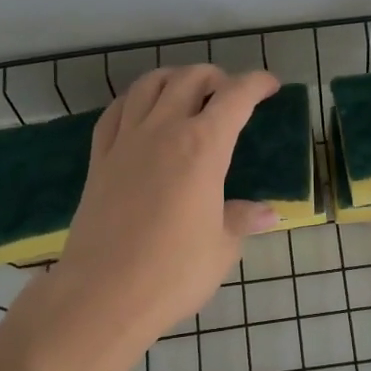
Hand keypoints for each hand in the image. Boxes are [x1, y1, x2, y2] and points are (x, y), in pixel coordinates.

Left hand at [51, 65, 282, 348]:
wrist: (103, 294)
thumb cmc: (174, 272)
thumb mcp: (222, 247)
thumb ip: (242, 220)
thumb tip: (268, 213)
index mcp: (203, 147)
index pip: (235, 97)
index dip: (257, 84)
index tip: (270, 85)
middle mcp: (164, 130)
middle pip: (190, 79)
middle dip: (216, 76)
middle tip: (231, 91)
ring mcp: (126, 142)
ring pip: (148, 85)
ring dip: (174, 78)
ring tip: (187, 90)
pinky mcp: (99, 159)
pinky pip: (115, 112)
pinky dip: (134, 100)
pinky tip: (141, 111)